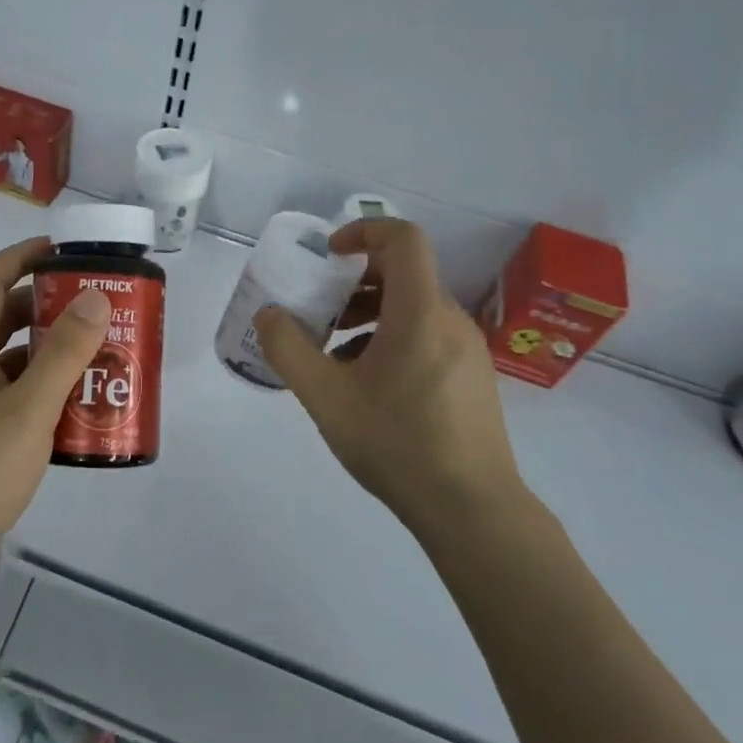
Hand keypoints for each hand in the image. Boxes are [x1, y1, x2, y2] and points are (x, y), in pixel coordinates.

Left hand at [0, 237, 110, 588]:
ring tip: (92, 355)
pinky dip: (36, 389)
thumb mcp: (29, 411)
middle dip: (43, 304)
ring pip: (4, 359)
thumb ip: (64, 355)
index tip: (63, 251)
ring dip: (43, 350)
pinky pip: (4, 394)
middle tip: (91, 307)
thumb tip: (93, 296)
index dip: (21, 257)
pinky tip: (69, 409)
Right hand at [254, 218, 522, 535]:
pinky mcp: (472, 377)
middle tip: (320, 309)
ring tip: (334, 353)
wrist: (473, 511)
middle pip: (404, 274)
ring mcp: (468, 350)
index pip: (404, 239)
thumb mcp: (326, 398)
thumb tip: (269, 314)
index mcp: (420, 313)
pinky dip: (392, 338)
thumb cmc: (398, 444)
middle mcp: (450, 320)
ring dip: (370, 313)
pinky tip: (366, 384)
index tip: (330, 255)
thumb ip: (289, 349)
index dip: (364, 231)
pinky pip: (427, 335)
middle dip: (355, 281)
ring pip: (414, 308)